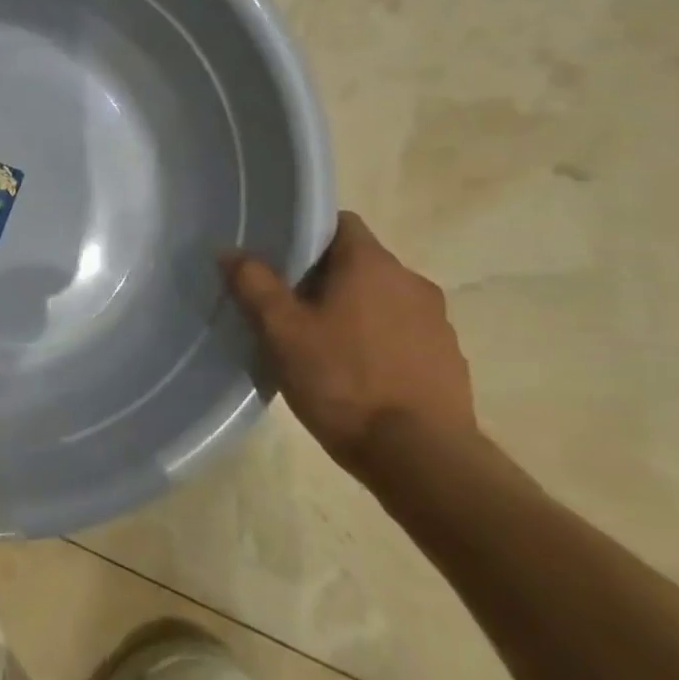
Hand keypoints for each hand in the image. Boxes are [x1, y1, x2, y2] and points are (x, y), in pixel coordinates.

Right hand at [224, 212, 474, 476]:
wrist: (421, 457)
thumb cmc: (343, 382)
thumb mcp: (282, 332)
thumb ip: (254, 285)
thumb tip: (230, 251)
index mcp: (372, 265)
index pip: (339, 223)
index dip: (305, 233)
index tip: (277, 258)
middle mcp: (411, 282)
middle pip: (359, 262)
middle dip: (322, 277)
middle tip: (286, 305)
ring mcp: (436, 322)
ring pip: (381, 299)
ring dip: (352, 310)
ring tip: (318, 343)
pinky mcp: (447, 359)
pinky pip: (402, 333)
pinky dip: (377, 340)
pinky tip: (354, 374)